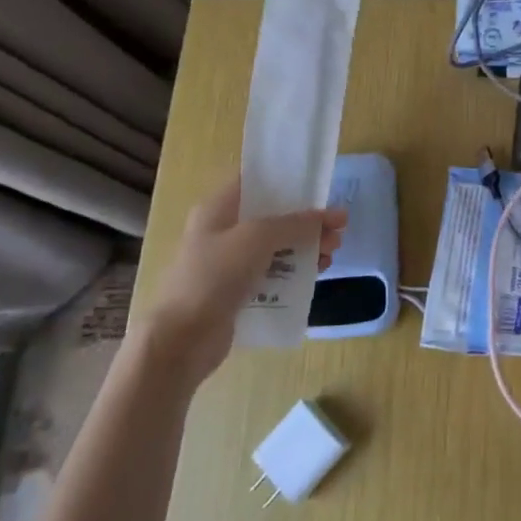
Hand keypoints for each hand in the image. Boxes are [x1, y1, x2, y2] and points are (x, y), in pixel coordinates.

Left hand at [141, 177, 345, 377]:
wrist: (182, 340)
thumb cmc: (214, 276)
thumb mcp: (258, 238)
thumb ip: (296, 223)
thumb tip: (333, 215)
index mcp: (219, 208)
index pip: (255, 181)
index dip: (288, 180)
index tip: (319, 186)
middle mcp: (223, 231)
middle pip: (273, 216)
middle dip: (307, 220)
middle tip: (339, 229)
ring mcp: (230, 263)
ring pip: (276, 246)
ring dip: (306, 246)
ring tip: (333, 254)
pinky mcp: (238, 291)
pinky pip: (273, 273)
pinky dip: (295, 270)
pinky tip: (317, 274)